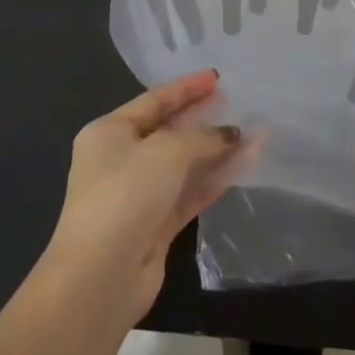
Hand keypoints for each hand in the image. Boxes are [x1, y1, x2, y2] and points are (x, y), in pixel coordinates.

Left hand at [48, 70, 252, 322]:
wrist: (101, 276)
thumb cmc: (126, 195)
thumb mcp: (166, 151)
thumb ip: (202, 137)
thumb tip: (231, 133)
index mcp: (109, 132)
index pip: (154, 100)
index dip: (186, 87)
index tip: (217, 77)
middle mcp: (121, 159)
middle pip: (169, 130)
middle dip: (204, 117)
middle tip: (237, 102)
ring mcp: (139, 194)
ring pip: (184, 163)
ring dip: (216, 149)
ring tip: (253, 131)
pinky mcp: (156, 224)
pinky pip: (191, 192)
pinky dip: (215, 178)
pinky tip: (245, 164)